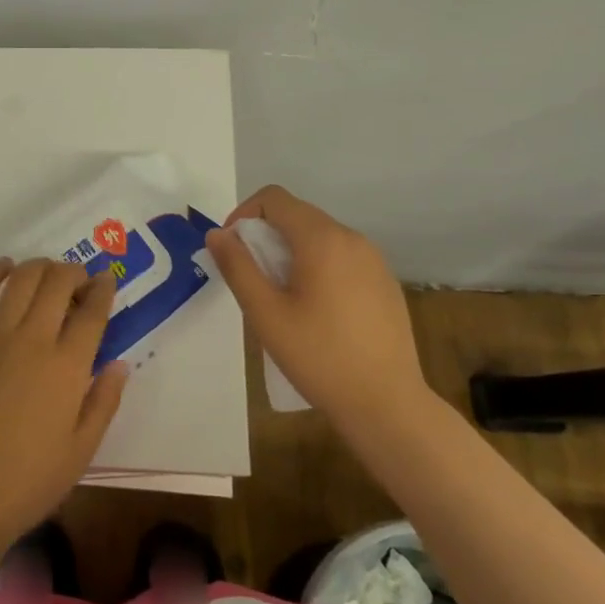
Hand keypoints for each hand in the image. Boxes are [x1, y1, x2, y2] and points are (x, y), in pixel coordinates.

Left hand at [0, 259, 127, 558]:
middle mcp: (33, 342)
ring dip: (39, 267)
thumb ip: (104, 401)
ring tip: (46, 270)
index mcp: (67, 368)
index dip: (103, 289)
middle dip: (73, 272)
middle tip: (78, 279)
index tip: (107, 280)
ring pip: (21, 281)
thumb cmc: (29, 481)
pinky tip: (4, 266)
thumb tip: (119, 363)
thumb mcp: (82, 450)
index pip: (92, 312)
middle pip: (57, 284)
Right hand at [204, 185, 434, 428]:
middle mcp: (351, 238)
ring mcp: (374, 260)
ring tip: (282, 297)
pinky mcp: (385, 282)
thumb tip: (217, 234)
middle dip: (266, 236)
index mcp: (321, 239)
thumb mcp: (265, 313)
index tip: (232, 250)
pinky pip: (342, 257)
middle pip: (297, 215)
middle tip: (253, 278)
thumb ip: (237, 267)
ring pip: (320, 236)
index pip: (274, 198)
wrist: (387, 404)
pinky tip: (317, 311)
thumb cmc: (319, 357)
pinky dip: (319, 267)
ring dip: (291, 252)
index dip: (244, 214)